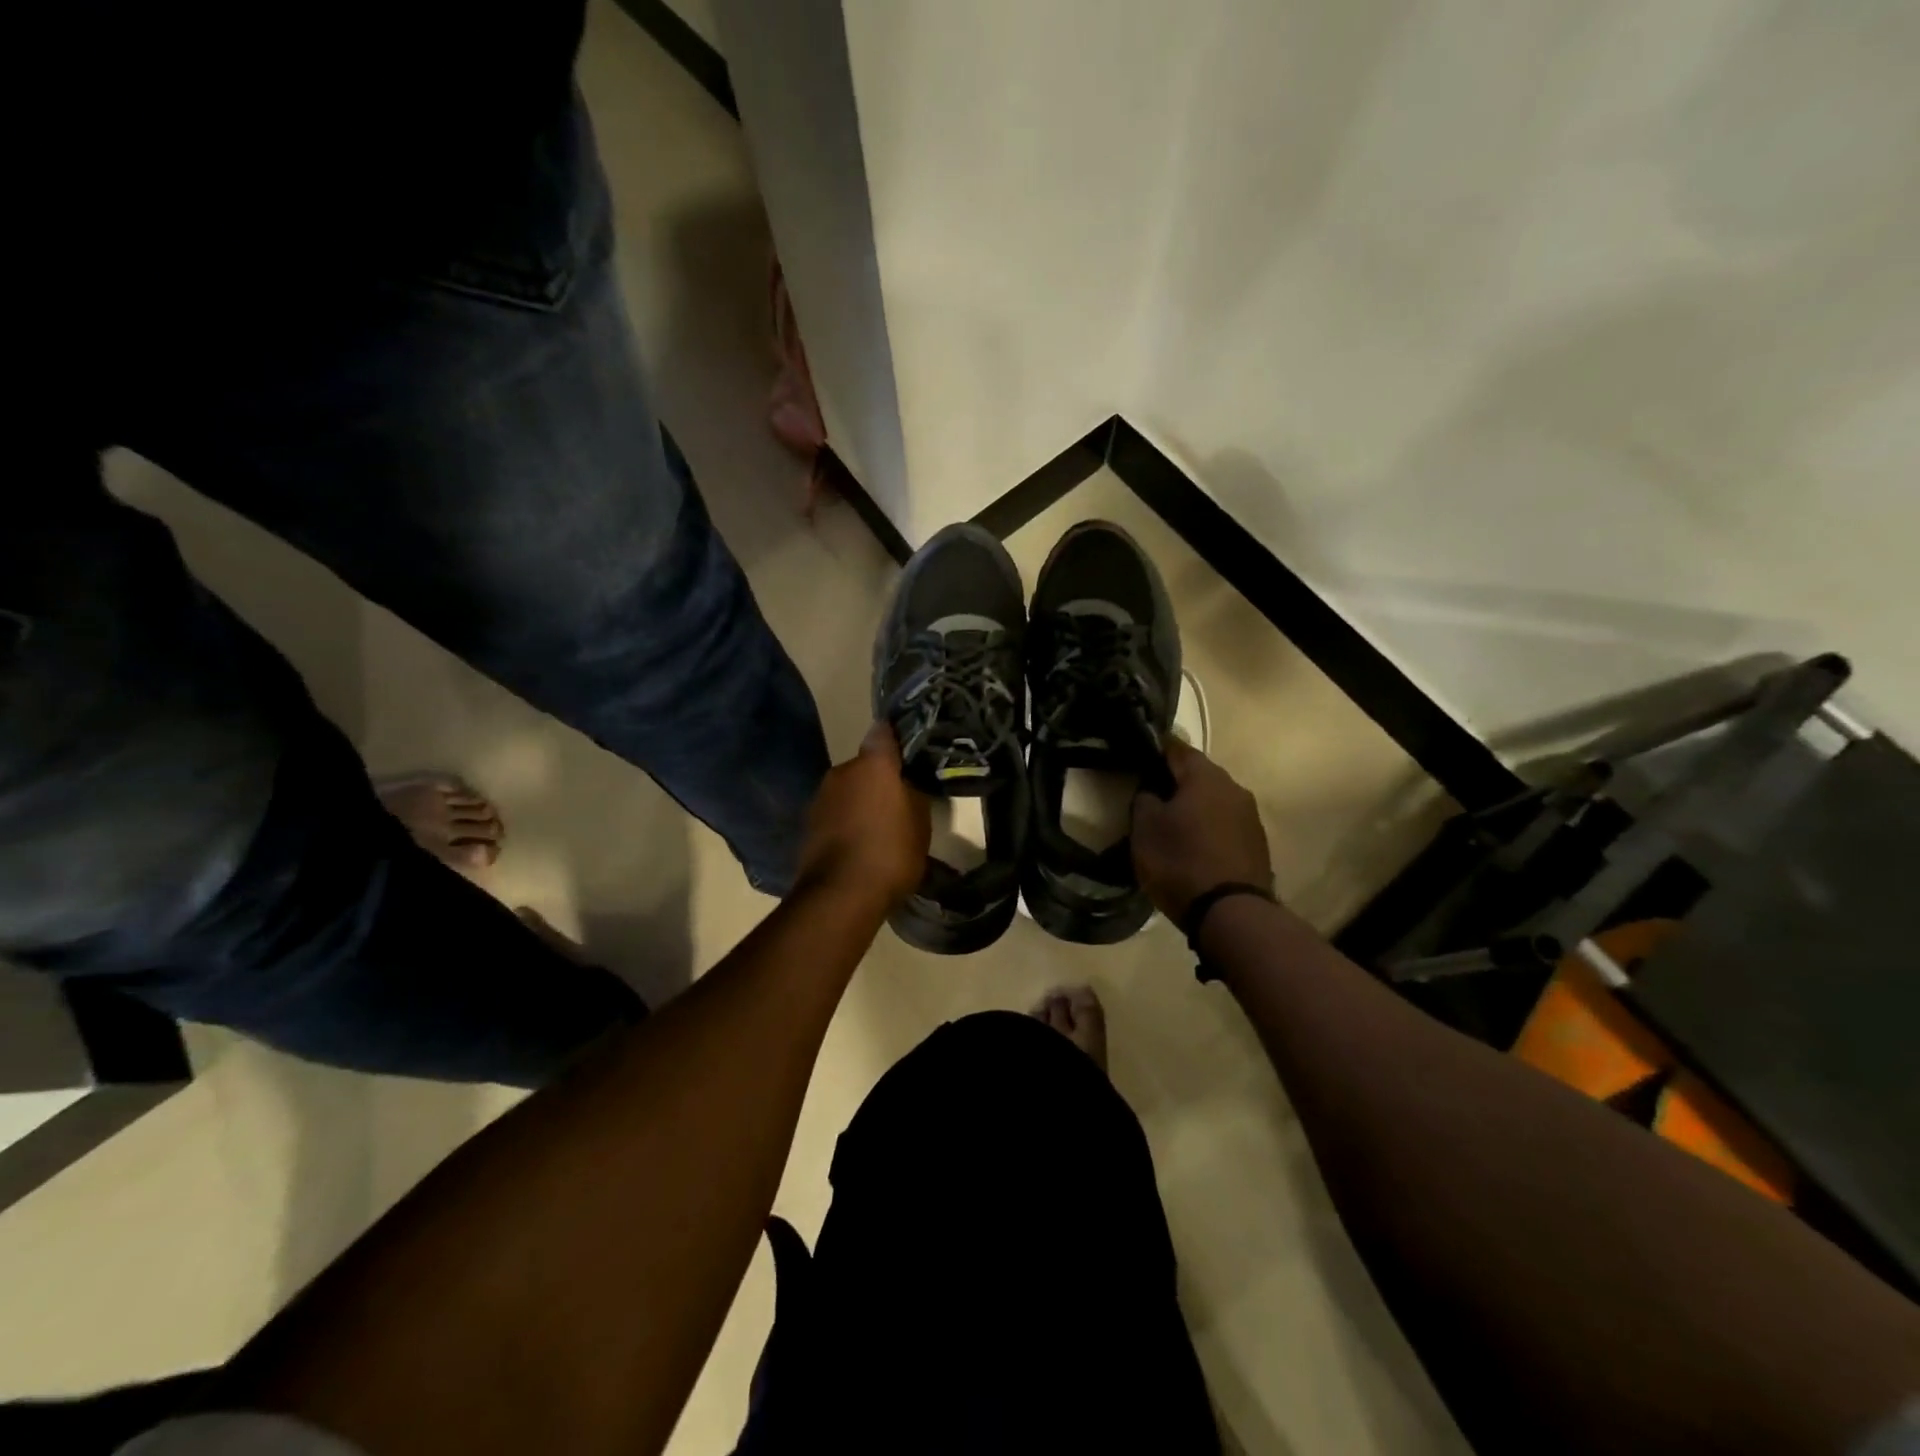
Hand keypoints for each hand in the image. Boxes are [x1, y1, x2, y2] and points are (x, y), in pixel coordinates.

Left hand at [794, 721, 930, 908]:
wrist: (840, 894)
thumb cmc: (891, 851)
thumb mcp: (920, 822)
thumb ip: (913, 792)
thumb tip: (907, 781)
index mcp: (873, 763)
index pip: (885, 733)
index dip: (897, 740)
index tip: (910, 753)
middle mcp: (842, 771)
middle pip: (866, 765)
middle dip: (880, 779)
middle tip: (899, 800)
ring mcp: (821, 796)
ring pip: (848, 790)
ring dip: (861, 801)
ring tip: (879, 827)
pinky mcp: (808, 823)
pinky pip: (835, 813)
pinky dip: (847, 821)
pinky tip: (860, 844)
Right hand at [1132, 739, 1271, 924]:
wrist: (1232, 914)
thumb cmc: (1180, 862)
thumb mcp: (1145, 829)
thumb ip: (1144, 800)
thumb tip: (1151, 791)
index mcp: (1205, 776)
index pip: (1176, 748)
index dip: (1155, 749)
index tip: (1137, 756)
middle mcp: (1234, 788)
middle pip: (1198, 774)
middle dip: (1175, 781)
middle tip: (1150, 794)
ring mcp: (1250, 816)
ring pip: (1214, 800)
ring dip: (1194, 806)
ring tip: (1171, 823)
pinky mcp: (1257, 843)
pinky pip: (1225, 824)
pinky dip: (1208, 828)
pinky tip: (1194, 845)